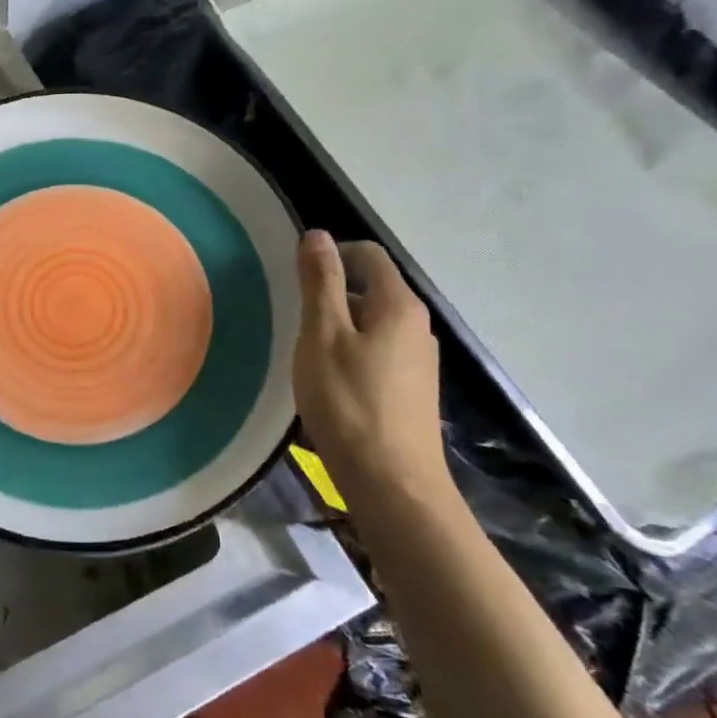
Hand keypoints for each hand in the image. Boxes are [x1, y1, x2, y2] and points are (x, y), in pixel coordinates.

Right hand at [292, 231, 449, 503]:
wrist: (393, 483)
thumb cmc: (348, 402)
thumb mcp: (322, 336)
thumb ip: (321, 283)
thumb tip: (318, 235)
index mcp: (398, 305)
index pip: (369, 255)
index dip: (332, 255)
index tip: (297, 279)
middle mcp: (418, 325)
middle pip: (373, 289)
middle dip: (333, 294)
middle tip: (296, 322)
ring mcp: (420, 360)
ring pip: (375, 323)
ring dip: (341, 327)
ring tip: (309, 354)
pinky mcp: (414, 389)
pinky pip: (380, 352)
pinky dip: (353, 353)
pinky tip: (332, 383)